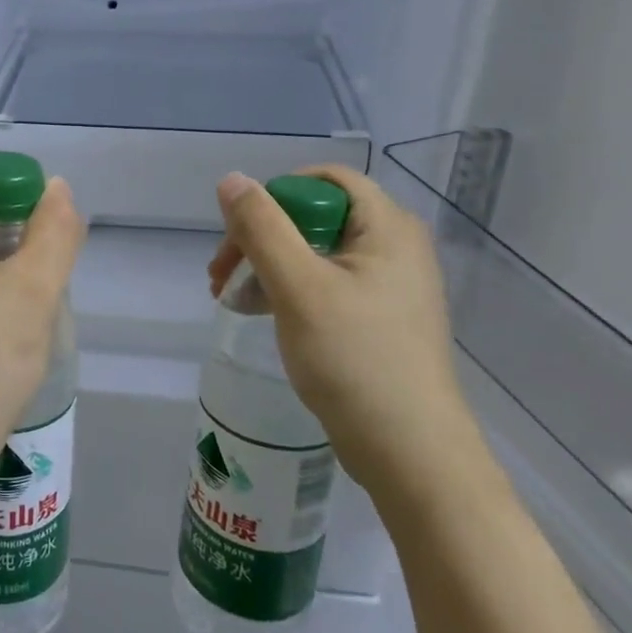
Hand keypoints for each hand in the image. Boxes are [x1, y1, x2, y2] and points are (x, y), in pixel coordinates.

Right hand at [210, 166, 477, 500]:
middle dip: (261, 237)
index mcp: (387, 227)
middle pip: (315, 215)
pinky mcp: (379, 318)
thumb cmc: (355, 359)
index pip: (326, 179)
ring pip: (315, 252)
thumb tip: (232, 180)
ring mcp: (389, 285)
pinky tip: (260, 314)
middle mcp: (394, 246)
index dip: (276, 195)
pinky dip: (288, 290)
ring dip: (267, 266)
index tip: (240, 232)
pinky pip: (326, 284)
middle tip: (221, 273)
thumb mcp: (298, 287)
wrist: (409, 452)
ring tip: (229, 298)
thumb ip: (262, 228)